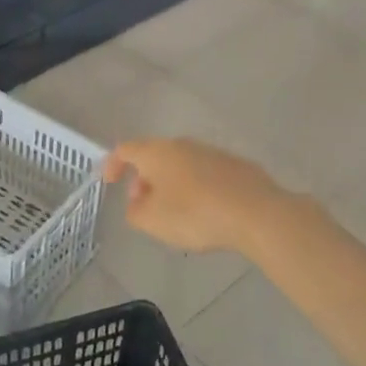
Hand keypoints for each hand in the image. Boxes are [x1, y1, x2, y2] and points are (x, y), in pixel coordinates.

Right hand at [102, 138, 293, 255]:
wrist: (256, 212)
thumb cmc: (195, 214)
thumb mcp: (152, 221)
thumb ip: (135, 211)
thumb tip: (137, 203)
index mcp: (158, 152)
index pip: (126, 149)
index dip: (113, 164)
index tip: (109, 183)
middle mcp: (184, 144)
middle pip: (155, 156)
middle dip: (145, 179)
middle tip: (144, 205)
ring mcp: (213, 152)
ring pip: (182, 165)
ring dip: (171, 184)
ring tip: (175, 213)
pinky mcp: (236, 166)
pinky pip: (206, 174)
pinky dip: (197, 188)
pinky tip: (205, 212)